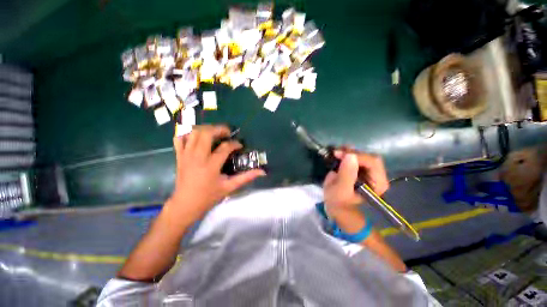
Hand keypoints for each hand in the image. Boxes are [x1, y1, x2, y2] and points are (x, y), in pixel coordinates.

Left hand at [167, 125, 265, 222]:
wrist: (185, 205)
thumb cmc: (208, 197)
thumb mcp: (229, 187)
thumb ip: (246, 177)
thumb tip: (262, 171)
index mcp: (211, 165)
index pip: (225, 147)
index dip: (235, 144)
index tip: (240, 145)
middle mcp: (197, 157)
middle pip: (206, 133)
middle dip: (219, 129)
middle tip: (227, 133)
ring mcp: (186, 155)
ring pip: (193, 133)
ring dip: (205, 129)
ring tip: (214, 133)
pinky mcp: (179, 156)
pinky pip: (179, 139)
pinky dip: (188, 134)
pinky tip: (196, 137)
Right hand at [323, 148, 388, 217]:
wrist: (335, 205)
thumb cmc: (339, 202)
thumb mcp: (341, 190)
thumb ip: (346, 174)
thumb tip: (350, 155)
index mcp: (377, 183)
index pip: (372, 163)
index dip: (357, 156)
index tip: (339, 154)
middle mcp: (376, 175)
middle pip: (368, 157)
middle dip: (352, 153)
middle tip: (336, 153)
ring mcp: (368, 171)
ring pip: (362, 155)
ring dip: (349, 151)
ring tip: (336, 152)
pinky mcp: (359, 169)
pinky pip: (356, 157)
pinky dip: (346, 153)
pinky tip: (338, 154)